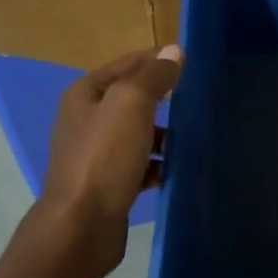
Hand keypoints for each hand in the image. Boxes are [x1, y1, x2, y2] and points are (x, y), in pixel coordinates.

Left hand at [39, 45, 181, 271]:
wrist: (82, 225)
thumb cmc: (104, 157)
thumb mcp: (131, 104)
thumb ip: (152, 76)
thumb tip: (174, 51)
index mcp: (85, 95)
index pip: (125, 65)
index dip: (156, 61)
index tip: (190, 63)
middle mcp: (85, 121)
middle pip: (131, 100)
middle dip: (163, 100)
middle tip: (196, 100)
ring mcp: (95, 155)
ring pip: (137, 134)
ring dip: (162, 135)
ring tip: (191, 138)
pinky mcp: (107, 184)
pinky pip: (138, 166)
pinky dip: (156, 165)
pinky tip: (175, 170)